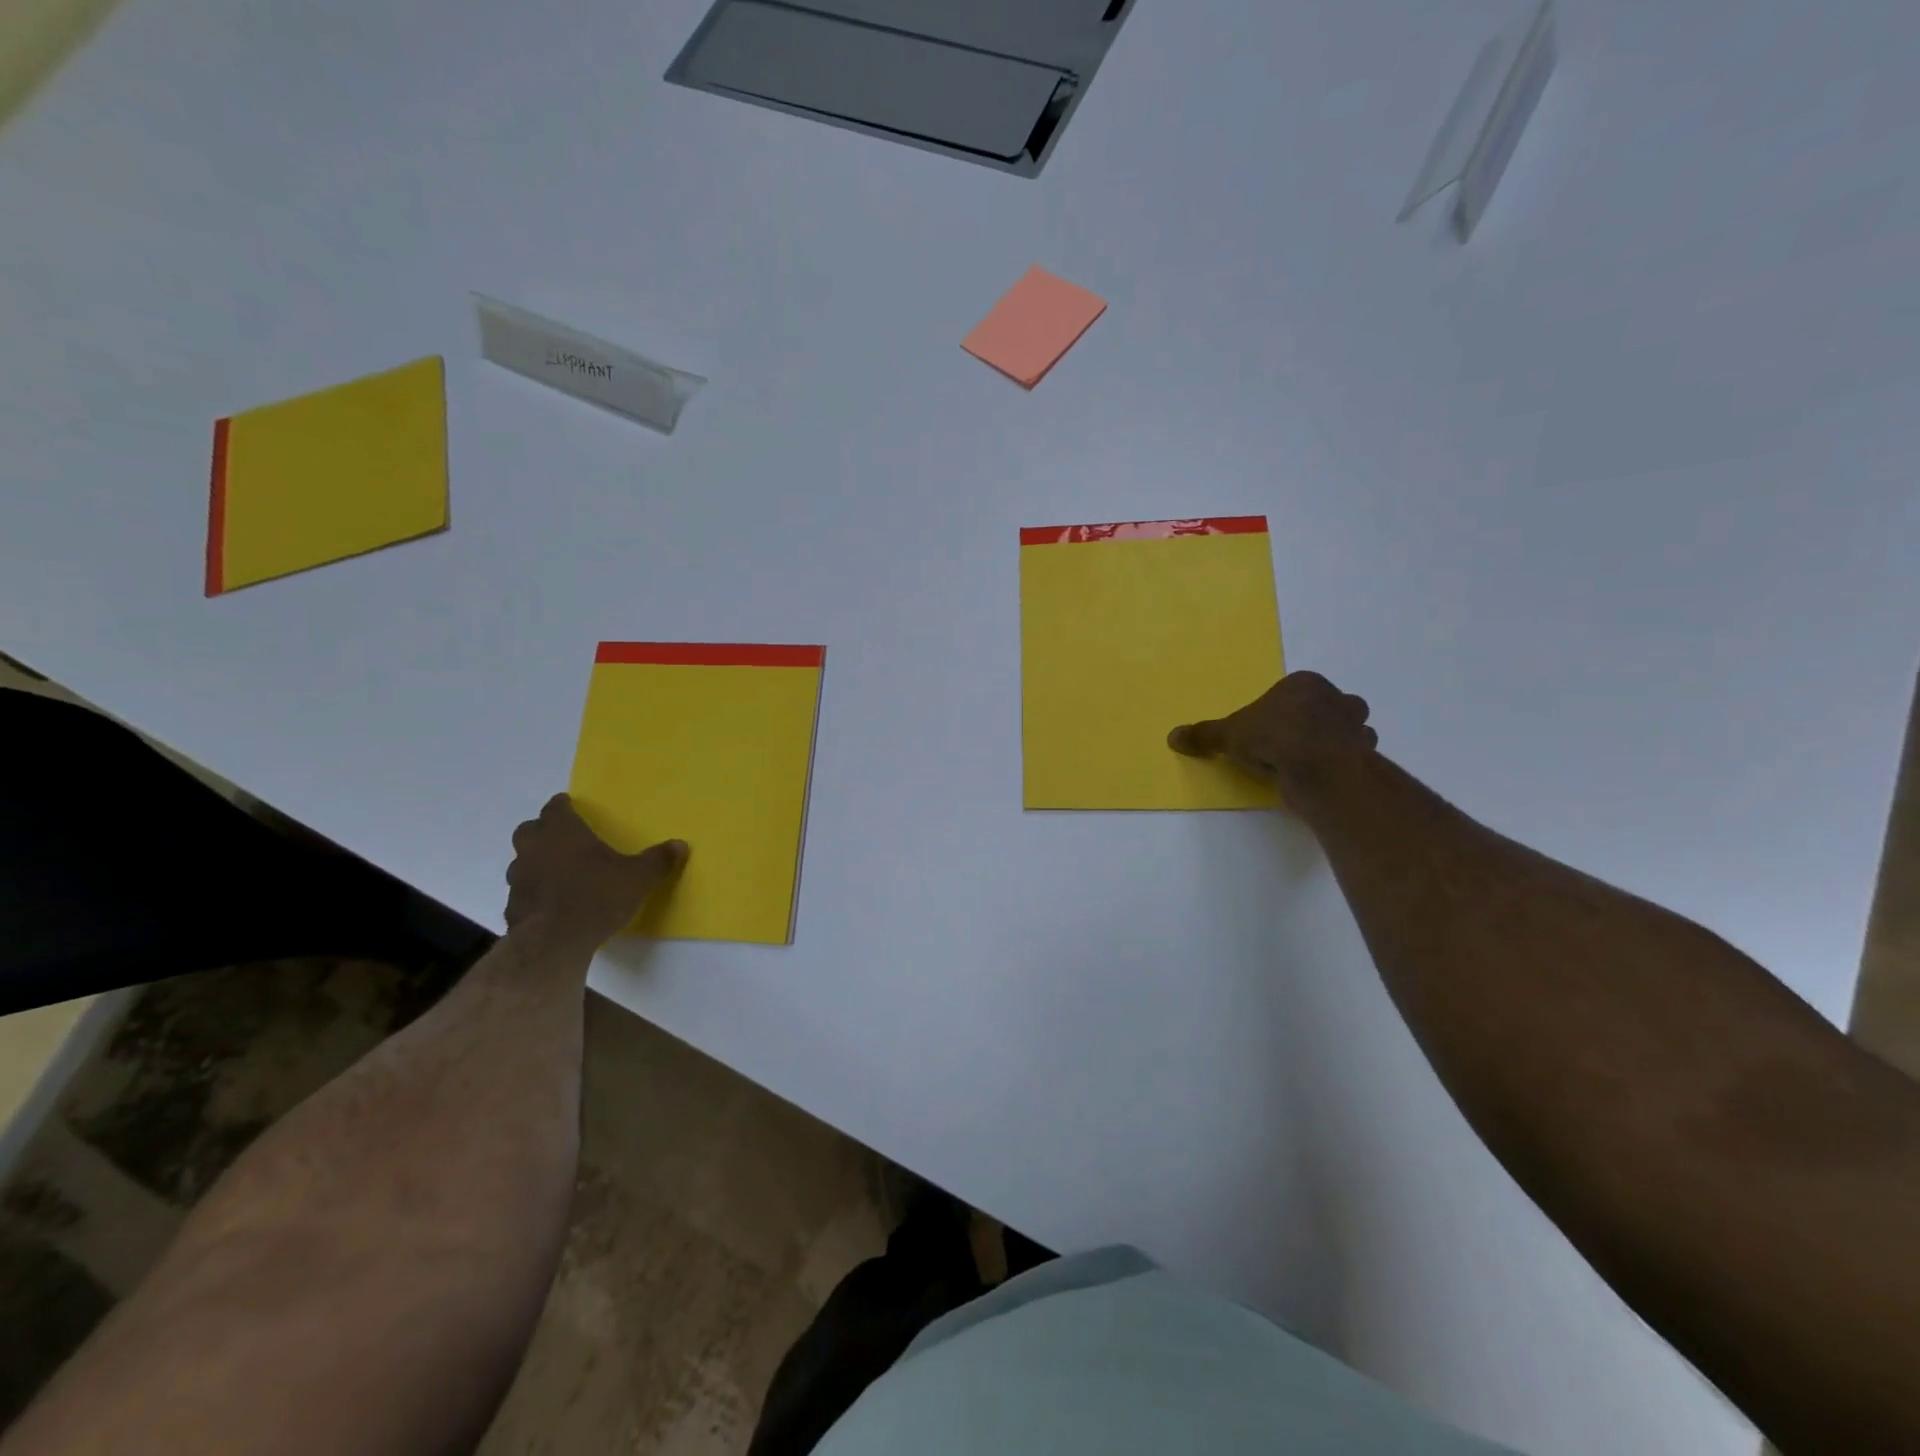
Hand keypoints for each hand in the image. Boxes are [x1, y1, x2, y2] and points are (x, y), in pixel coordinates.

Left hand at [504, 794, 687, 949]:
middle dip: (543, 831)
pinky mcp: (512, 907)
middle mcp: (535, 849)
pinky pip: (523, 892)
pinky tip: (550, 903)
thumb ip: (657, 860)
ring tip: (558, 872)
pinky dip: (534, 892)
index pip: (555, 808)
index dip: (562, 806)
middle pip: (530, 830)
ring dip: (536, 862)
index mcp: (563, 833)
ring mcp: (519, 879)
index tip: (569, 806)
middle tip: (562, 837)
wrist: (555, 942)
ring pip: (522, 861)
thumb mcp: (638, 878)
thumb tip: (679, 845)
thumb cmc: (597, 896)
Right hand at [1168, 672, 1376, 794]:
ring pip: (1348, 730)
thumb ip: (1205, 735)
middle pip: (1327, 706)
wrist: (1317, 766)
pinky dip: (1341, 766)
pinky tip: (1320, 778)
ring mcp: (1355, 728)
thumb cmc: (1273, 737)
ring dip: (1333, 743)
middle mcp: (1336, 699)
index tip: (1267, 730)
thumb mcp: (1229, 735)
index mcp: (1305, 684)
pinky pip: (1353, 757)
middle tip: (1290, 744)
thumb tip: (1172, 736)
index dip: (1280, 709)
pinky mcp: (1364, 756)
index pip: (1293, 690)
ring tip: (1307, 763)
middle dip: (1314, 721)